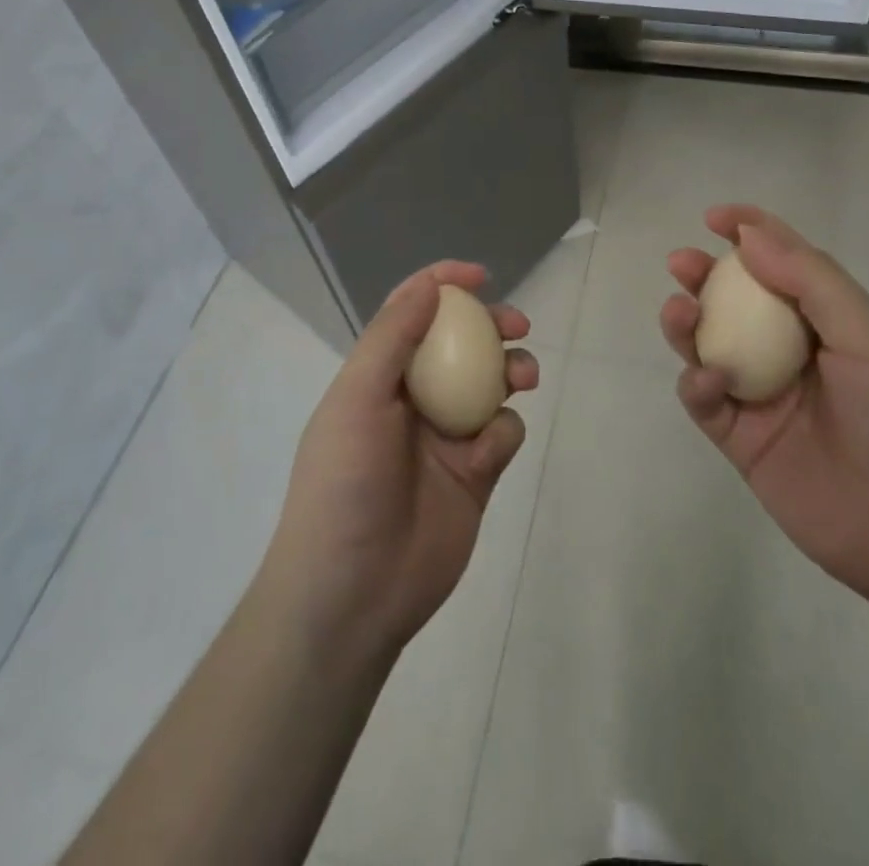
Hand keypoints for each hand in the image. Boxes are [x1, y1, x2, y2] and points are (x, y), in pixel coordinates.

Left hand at [261, 261, 537, 658]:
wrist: (353, 592)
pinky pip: (502, 434)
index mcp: (379, 375)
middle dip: (491, 325)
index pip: (410, 312)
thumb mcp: (358, 398)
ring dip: (511, 370)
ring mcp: (446, 437)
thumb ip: (394, 337)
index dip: (442, 284)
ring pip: (490, 384)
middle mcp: (414, 398)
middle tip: (517, 323)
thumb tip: (430, 284)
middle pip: (460, 343)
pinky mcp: (475, 475)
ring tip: (523, 376)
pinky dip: (503, 432)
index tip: (479, 275)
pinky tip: (488, 450)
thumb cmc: (345, 483)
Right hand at [660, 205, 868, 608]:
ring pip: (709, 347)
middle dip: (705, 277)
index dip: (751, 233)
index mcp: (829, 323)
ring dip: (688, 324)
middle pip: (736, 303)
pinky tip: (708, 380)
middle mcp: (791, 352)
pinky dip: (697, 383)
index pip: (785, 264)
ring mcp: (763, 397)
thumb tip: (750, 236)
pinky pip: (705, 401)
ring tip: (681, 312)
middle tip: (682, 263)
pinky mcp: (742, 440)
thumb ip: (811, 282)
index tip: (715, 217)